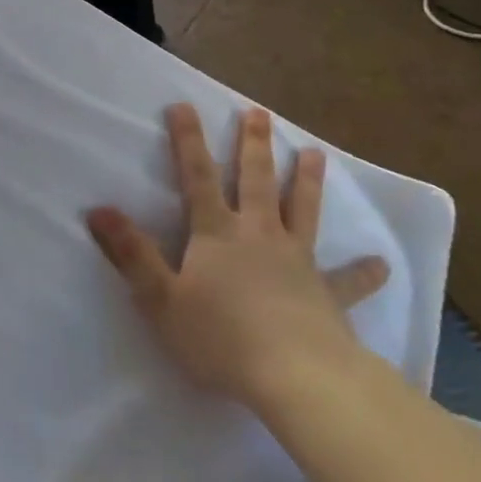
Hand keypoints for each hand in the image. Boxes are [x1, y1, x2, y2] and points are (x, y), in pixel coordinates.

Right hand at [87, 104, 387, 410]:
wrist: (294, 375)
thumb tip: (99, 209)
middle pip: (255, 180)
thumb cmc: (220, 337)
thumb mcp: (160, 299)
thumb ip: (131, 254)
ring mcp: (297, 259)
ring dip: (307, 180)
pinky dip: (363, 272)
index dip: (187, 141)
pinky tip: (381, 265)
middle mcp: (258, 234)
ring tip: (314, 153)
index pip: (197, 177)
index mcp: (217, 233)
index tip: (183, 105)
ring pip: (302, 210)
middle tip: (258, 111)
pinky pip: (347, 280)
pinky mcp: (327, 293)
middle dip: (253, 144)